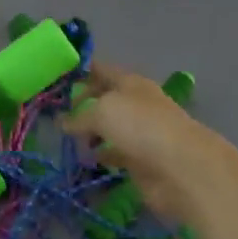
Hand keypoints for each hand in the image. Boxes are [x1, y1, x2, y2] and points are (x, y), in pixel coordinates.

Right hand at [62, 64, 237, 225]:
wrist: (181, 168)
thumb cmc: (141, 127)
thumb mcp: (103, 111)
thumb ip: (80, 116)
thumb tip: (63, 122)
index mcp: (131, 83)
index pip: (102, 71)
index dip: (82, 73)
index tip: (58, 79)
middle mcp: (137, 105)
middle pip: (106, 100)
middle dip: (83, 104)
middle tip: (56, 114)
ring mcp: (141, 133)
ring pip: (110, 128)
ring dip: (91, 132)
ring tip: (67, 140)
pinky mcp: (142, 161)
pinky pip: (115, 153)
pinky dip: (102, 155)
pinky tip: (86, 160)